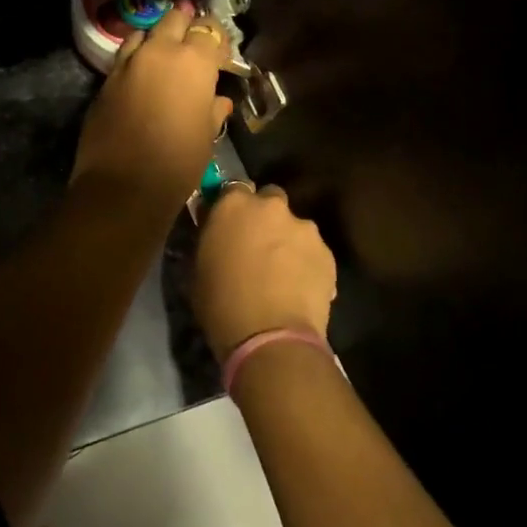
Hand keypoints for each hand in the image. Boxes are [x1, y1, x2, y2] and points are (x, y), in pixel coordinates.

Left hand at [73, 5, 233, 206]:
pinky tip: (140, 81)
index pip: (209, 30)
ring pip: (144, 33)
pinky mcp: (105, 80)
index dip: (216, 41)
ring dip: (156, 40)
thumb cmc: (177, 162)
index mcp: (193, 61)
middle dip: (185, 29)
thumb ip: (213, 111)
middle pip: (174, 19)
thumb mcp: (206, 137)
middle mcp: (159, 51)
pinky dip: (135, 61)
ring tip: (163, 61)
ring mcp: (127, 63)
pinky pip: (124, 58)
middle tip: (192, 51)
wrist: (122, 186)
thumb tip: (217, 101)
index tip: (220, 58)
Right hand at [194, 184, 337, 359]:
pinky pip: (313, 252)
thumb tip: (216, 233)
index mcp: (234, 205)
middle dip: (264, 217)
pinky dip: (306, 263)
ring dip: (286, 241)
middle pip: (270, 199)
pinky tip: (297, 288)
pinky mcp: (328, 254)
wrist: (271, 338)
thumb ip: (210, 239)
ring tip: (281, 273)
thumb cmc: (220, 303)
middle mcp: (272, 207)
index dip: (232, 206)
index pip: (233, 188)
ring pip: (294, 227)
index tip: (228, 225)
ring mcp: (305, 229)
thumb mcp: (198, 267)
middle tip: (255, 245)